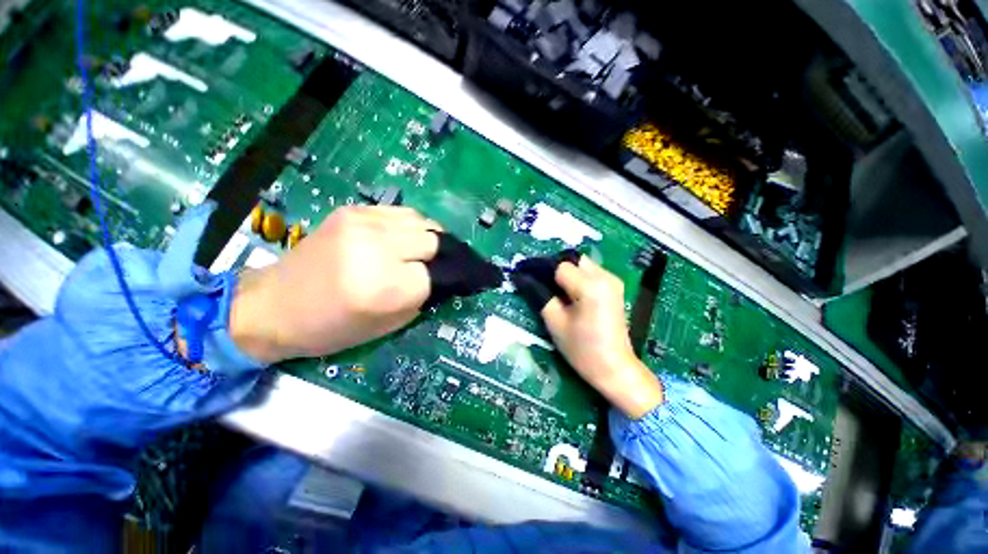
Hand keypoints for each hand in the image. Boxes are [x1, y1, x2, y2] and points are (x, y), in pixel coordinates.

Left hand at [229, 206, 440, 362]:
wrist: (274, 305)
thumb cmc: (331, 328)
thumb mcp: (387, 326)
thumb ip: (422, 299)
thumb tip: (446, 279)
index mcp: (383, 288)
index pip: (438, 274)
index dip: (444, 280)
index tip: (444, 284)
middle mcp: (376, 249)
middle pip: (434, 242)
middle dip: (440, 257)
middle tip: (432, 268)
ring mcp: (363, 224)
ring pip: (422, 222)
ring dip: (428, 238)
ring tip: (420, 252)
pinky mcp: (353, 211)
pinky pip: (401, 213)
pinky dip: (410, 227)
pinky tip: (401, 239)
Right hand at [541, 257, 663, 418]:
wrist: (615, 368)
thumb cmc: (582, 350)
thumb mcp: (555, 323)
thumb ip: (539, 295)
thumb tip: (523, 278)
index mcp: (590, 286)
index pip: (560, 266)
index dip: (542, 271)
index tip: (529, 279)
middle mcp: (605, 277)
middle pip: (573, 260)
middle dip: (555, 270)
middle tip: (543, 286)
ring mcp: (613, 281)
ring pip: (582, 264)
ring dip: (566, 273)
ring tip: (556, 292)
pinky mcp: (615, 287)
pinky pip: (591, 272)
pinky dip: (577, 278)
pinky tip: (571, 295)